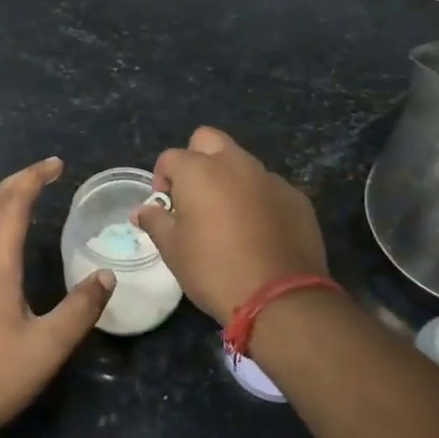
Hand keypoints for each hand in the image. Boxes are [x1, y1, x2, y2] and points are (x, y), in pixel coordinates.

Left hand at [0, 157, 114, 437]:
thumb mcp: (48, 347)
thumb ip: (80, 309)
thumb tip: (106, 276)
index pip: (11, 204)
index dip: (33, 178)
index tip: (57, 165)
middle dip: (18, 181)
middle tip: (47, 172)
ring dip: (2, 199)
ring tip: (28, 194)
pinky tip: (3, 237)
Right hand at [134, 127, 328, 324]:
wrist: (280, 297)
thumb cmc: (214, 270)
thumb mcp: (173, 250)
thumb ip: (156, 221)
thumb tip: (142, 210)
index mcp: (199, 171)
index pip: (170, 157)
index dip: (162, 179)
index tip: (165, 207)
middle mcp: (235, 164)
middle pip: (209, 140)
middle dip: (196, 159)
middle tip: (194, 196)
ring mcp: (270, 178)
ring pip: (242, 163)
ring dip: (229, 179)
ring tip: (228, 218)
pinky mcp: (296, 197)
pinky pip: (268, 187)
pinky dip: (258, 199)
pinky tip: (259, 232)